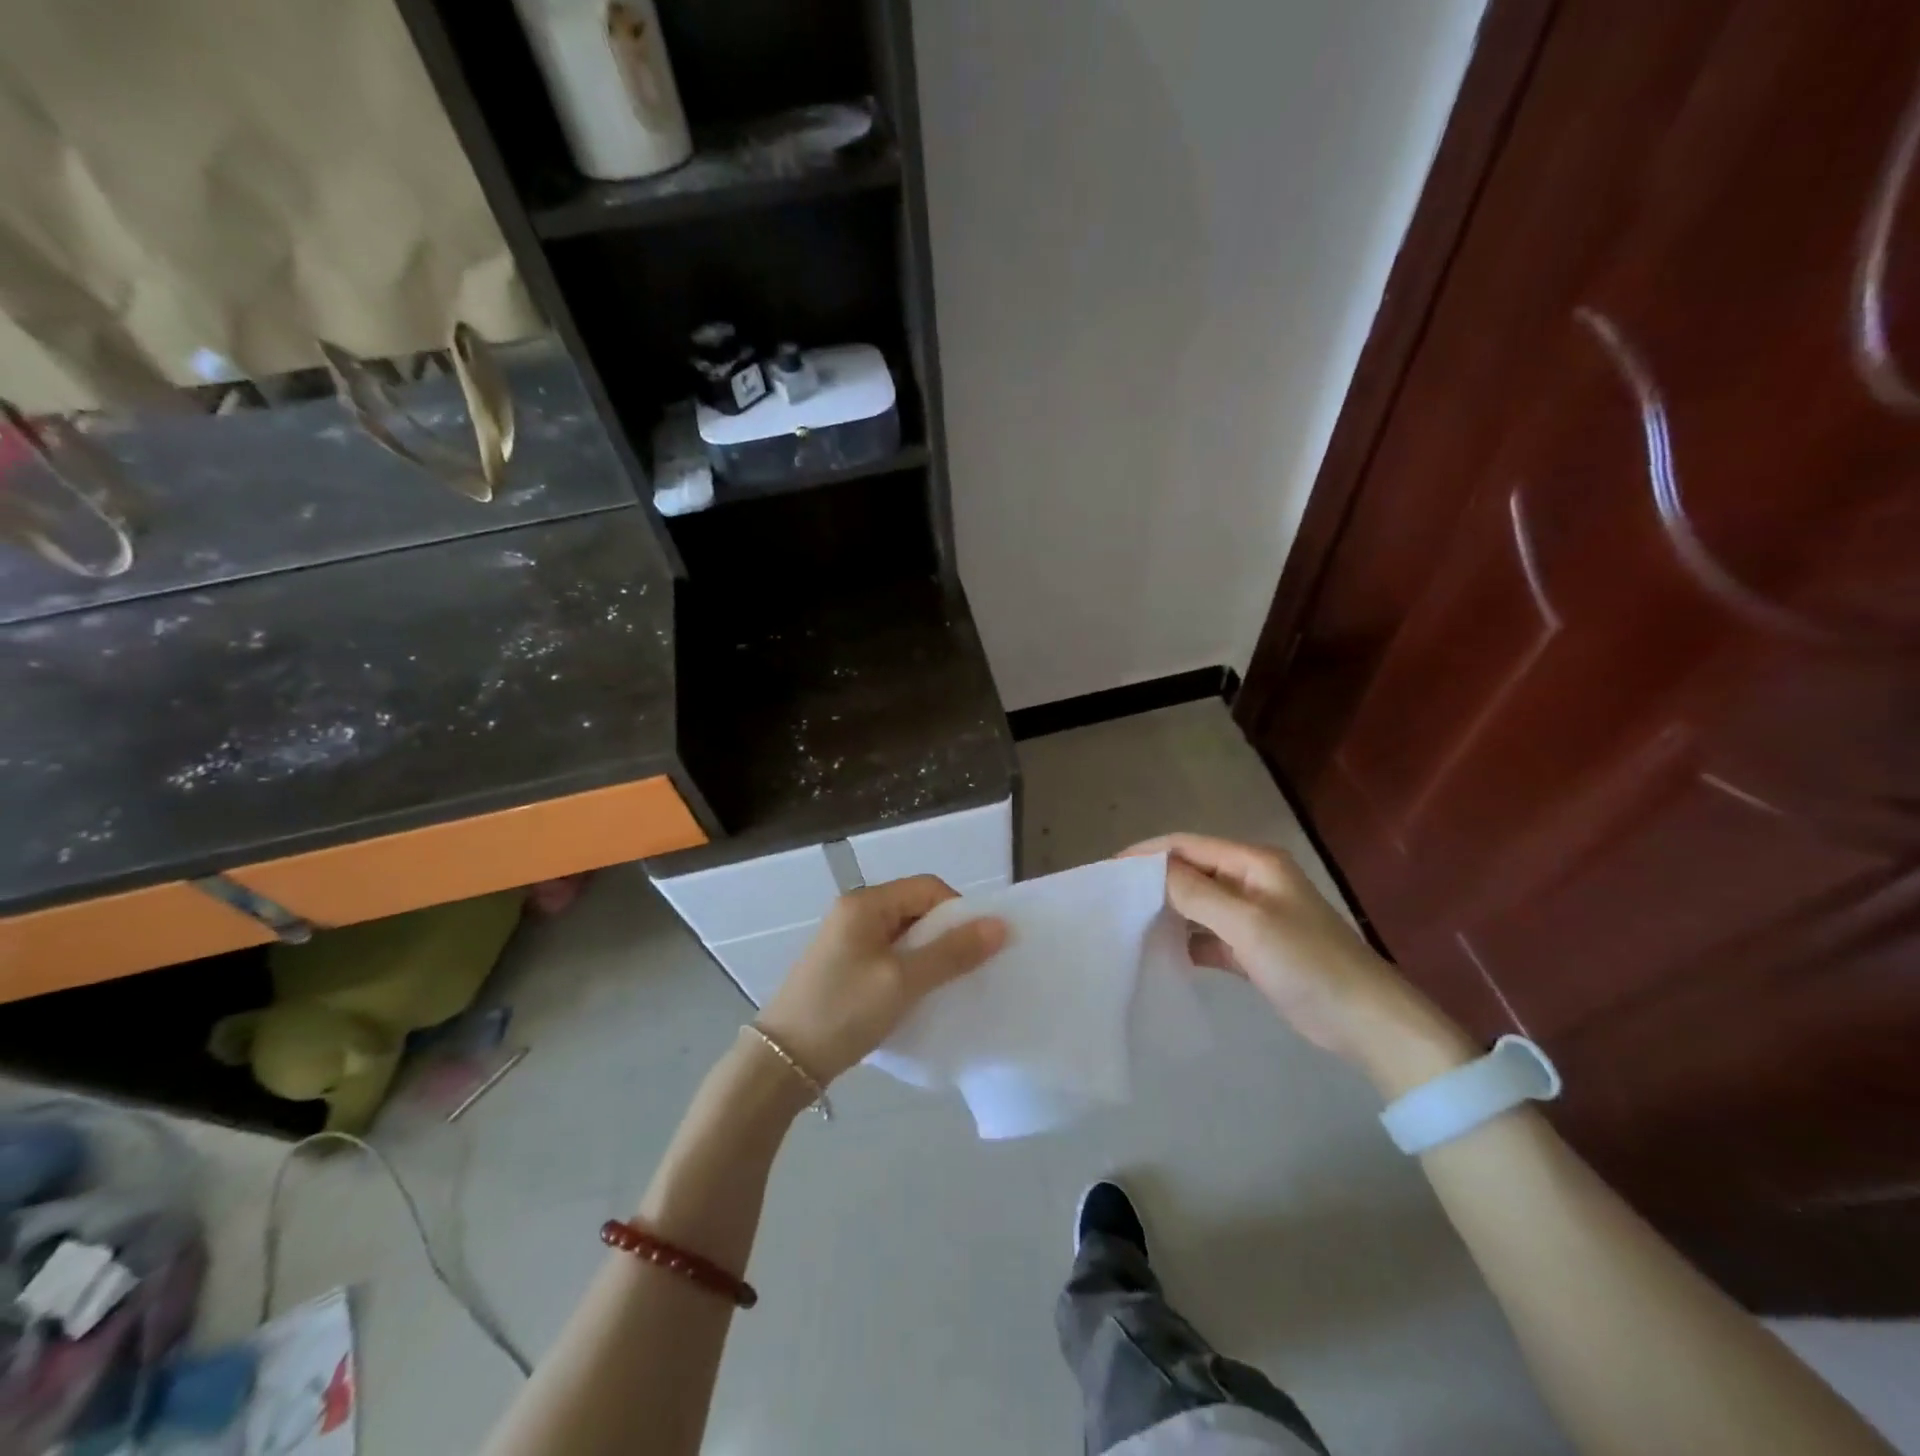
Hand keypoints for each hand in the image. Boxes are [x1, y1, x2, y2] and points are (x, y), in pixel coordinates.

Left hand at [757, 876, 1006, 1084]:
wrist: (782, 1061)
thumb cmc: (843, 1011)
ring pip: (904, 935)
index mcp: (866, 903)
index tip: (978, 947)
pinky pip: (889, 955)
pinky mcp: (845, 966)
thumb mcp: (903, 981)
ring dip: (929, 955)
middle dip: (946, 935)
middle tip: (968, 969)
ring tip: (948, 985)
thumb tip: (1000, 925)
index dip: (959, 911)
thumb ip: (952, 952)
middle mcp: (855, 912)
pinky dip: (910, 969)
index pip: (928, 887)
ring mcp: (847, 940)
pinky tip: (920, 996)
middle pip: (916, 908)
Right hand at [1128, 833, 1473, 1091]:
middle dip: (1154, 880)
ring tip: (1128, 923)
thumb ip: (1195, 892)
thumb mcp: (1246, 922)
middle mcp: (1252, 882)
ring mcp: (1255, 916)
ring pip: (1199, 904)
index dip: (1148, 853)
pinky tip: (1163, 953)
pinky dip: (1187, 941)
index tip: (1109, 870)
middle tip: (1113, 898)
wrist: (1365, 1022)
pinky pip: (1210, 935)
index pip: (1188, 845)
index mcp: (1254, 863)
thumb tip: (1150, 870)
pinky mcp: (1255, 949)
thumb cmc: (1307, 963)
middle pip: (1192, 871)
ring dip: (1168, 910)